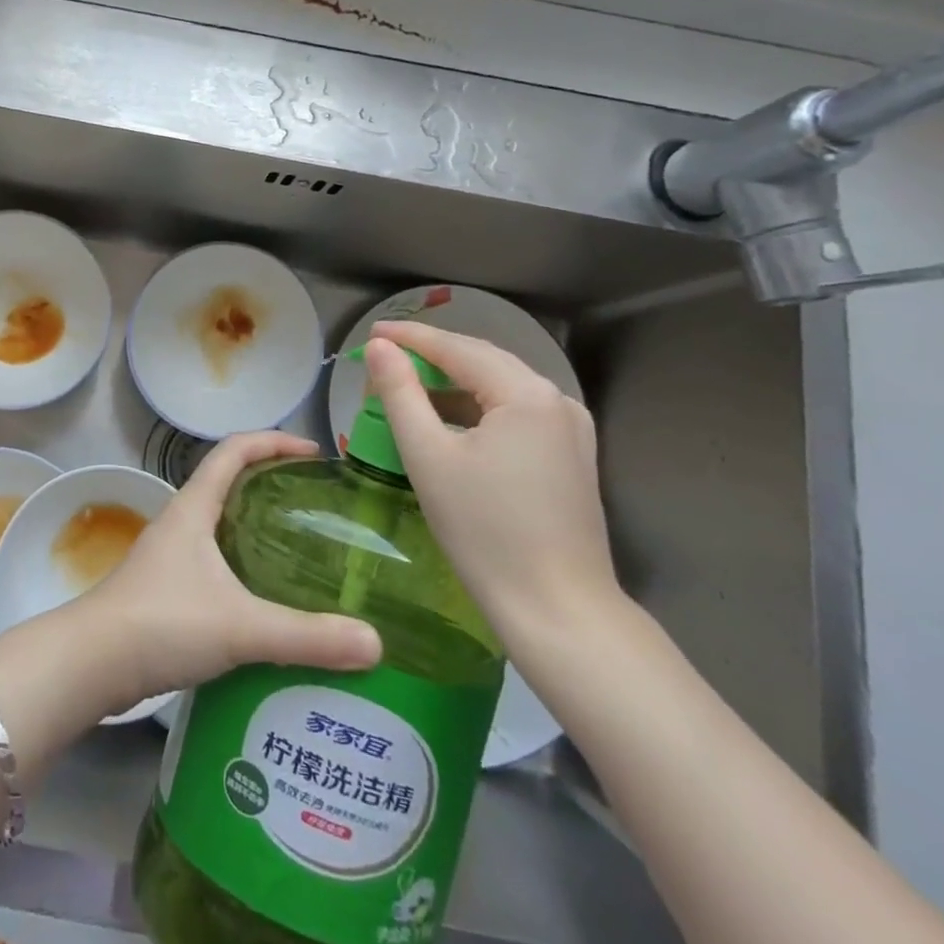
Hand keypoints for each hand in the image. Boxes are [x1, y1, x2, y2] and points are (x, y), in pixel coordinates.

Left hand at [69, 431, 381, 710]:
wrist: (91, 663)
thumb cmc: (163, 623)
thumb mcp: (240, 626)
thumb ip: (307, 636)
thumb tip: (375, 642)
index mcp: (194, 507)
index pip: (233, 450)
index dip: (272, 441)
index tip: (313, 452)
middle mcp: (181, 521)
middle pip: (229, 483)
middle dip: (271, 482)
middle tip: (317, 503)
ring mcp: (171, 555)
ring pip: (221, 524)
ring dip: (257, 525)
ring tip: (303, 548)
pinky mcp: (168, 588)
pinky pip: (215, 560)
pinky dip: (244, 564)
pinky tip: (268, 598)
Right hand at [364, 321, 621, 642]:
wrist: (558, 611)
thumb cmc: (484, 532)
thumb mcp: (428, 456)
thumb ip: (400, 392)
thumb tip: (380, 348)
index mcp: (526, 394)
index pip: (457, 348)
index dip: (411, 337)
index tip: (371, 333)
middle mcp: (556, 400)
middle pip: (482, 361)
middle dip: (432, 355)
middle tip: (384, 357)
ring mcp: (570, 429)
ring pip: (500, 387)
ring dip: (453, 383)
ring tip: (408, 387)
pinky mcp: (571, 456)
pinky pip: (516, 412)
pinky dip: (478, 407)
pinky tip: (449, 421)